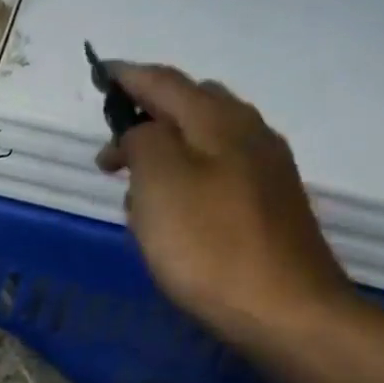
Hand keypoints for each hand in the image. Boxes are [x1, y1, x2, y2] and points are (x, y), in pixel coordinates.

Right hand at [96, 63, 360, 350]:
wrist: (284, 309)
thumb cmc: (209, 246)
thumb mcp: (160, 185)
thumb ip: (143, 143)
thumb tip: (140, 132)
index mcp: (218, 121)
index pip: (166, 82)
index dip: (128, 76)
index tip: (99, 73)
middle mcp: (249, 133)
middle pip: (193, 104)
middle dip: (149, 115)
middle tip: (113, 151)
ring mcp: (266, 170)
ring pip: (207, 139)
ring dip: (168, 149)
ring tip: (136, 186)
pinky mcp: (270, 205)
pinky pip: (220, 171)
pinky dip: (189, 176)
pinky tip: (175, 210)